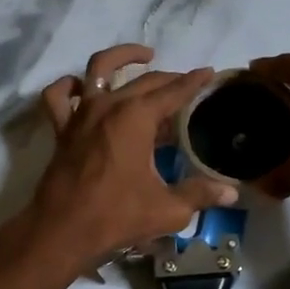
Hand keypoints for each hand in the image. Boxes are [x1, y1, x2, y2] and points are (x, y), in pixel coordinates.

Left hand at [33, 44, 238, 260]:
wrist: (62, 231)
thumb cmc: (116, 216)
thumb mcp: (168, 209)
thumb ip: (200, 195)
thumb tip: (230, 193)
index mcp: (136, 118)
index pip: (173, 92)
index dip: (194, 82)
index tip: (209, 73)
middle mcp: (108, 106)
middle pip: (144, 80)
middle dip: (169, 77)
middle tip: (187, 83)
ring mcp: (81, 115)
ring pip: (98, 69)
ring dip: (121, 57)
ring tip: (142, 56)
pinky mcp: (62, 130)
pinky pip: (58, 97)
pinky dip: (69, 86)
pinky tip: (81, 86)